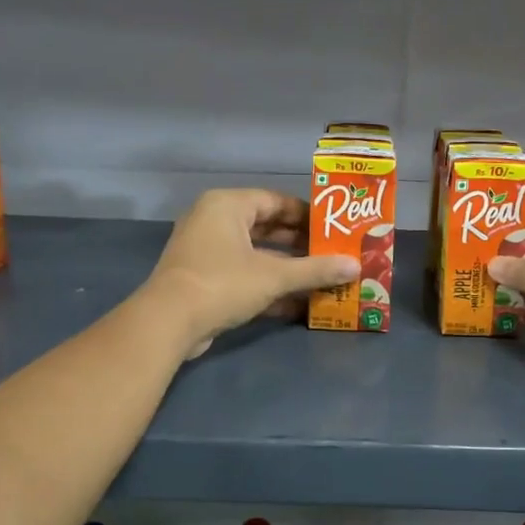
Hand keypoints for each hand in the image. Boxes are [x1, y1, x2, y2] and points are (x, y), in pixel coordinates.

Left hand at [143, 189, 357, 360]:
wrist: (168, 323)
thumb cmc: (222, 283)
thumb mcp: (274, 276)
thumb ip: (315, 270)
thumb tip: (356, 267)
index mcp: (227, 205)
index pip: (276, 201)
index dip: (308, 215)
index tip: (335, 228)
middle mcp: (214, 221)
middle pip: (267, 227)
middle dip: (300, 244)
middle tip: (333, 254)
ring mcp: (206, 251)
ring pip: (256, 254)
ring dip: (287, 268)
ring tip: (323, 277)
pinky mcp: (204, 279)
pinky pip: (244, 275)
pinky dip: (268, 285)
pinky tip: (299, 302)